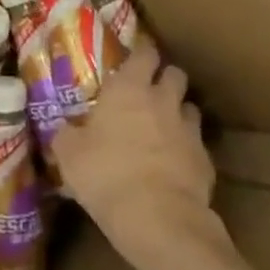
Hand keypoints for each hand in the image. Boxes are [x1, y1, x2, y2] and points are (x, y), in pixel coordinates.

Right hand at [54, 43, 227, 269]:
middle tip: (148, 92)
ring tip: (162, 128)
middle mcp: (163, 101)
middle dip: (164, 79)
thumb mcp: (69, 153)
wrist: (157, 217)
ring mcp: (189, 130)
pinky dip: (186, 149)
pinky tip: (172, 165)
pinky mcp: (206, 160)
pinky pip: (196, 145)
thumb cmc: (105, 173)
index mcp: (129, 89)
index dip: (141, 53)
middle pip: (175, 74)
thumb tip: (64, 128)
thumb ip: (67, 134)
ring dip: (177, 113)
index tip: (133, 58)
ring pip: (189, 108)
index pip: (144, 53)